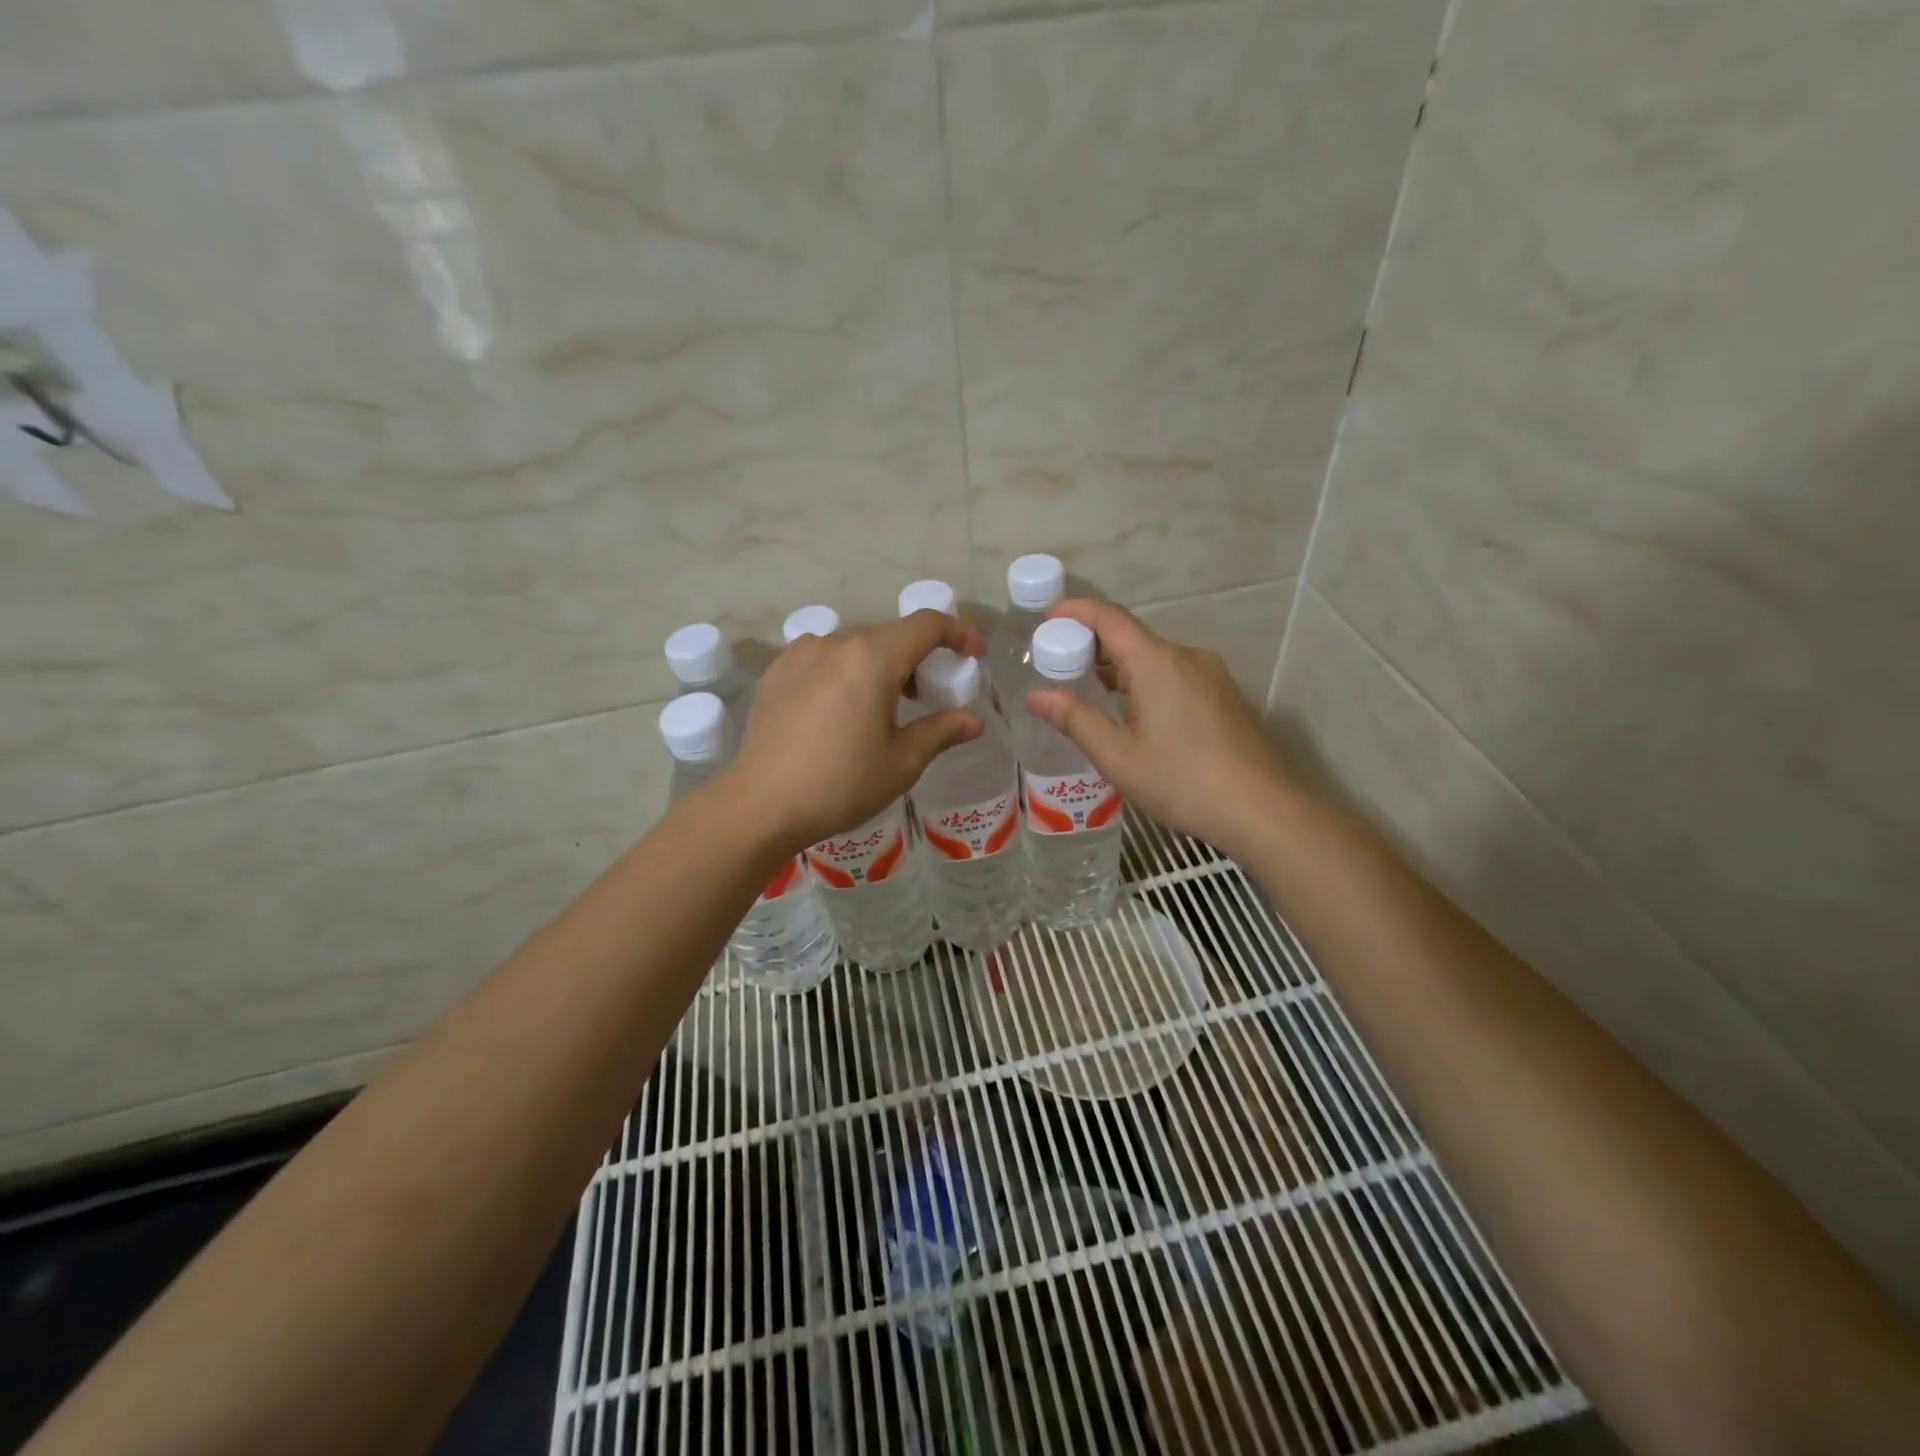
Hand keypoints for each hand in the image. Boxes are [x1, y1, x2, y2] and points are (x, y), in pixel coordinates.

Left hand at [727, 610, 985, 851]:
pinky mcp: (776, 672)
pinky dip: (846, 672)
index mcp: (872, 657)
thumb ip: (941, 731)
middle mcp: (835, 642)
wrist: (761, 805)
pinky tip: (842, 709)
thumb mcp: (902, 762)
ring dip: (880, 664)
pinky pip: (823, 659)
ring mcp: (800, 654)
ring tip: (885, 705)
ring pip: (854, 646)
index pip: (926, 625)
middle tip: (931, 693)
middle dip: (918, 657)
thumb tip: (973, 721)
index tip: (974, 655)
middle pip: (890, 635)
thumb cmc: (841, 784)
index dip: (958, 633)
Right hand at [1024, 599, 1293, 858]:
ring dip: (1120, 666)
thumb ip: (1075, 720)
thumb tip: (1037, 696)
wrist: (1263, 810)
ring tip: (1089, 689)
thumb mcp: (1118, 756)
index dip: (1075, 612)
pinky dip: (1145, 681)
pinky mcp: (1224, 696)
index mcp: (1157, 663)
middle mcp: (1186, 657)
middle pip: (1132, 637)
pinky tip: (1134, 712)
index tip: (1046, 620)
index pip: (1110, 618)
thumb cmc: (1183, 781)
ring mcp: (1211, 676)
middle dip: (1092, 644)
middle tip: (1057, 664)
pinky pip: (1175, 675)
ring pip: (1155, 658)